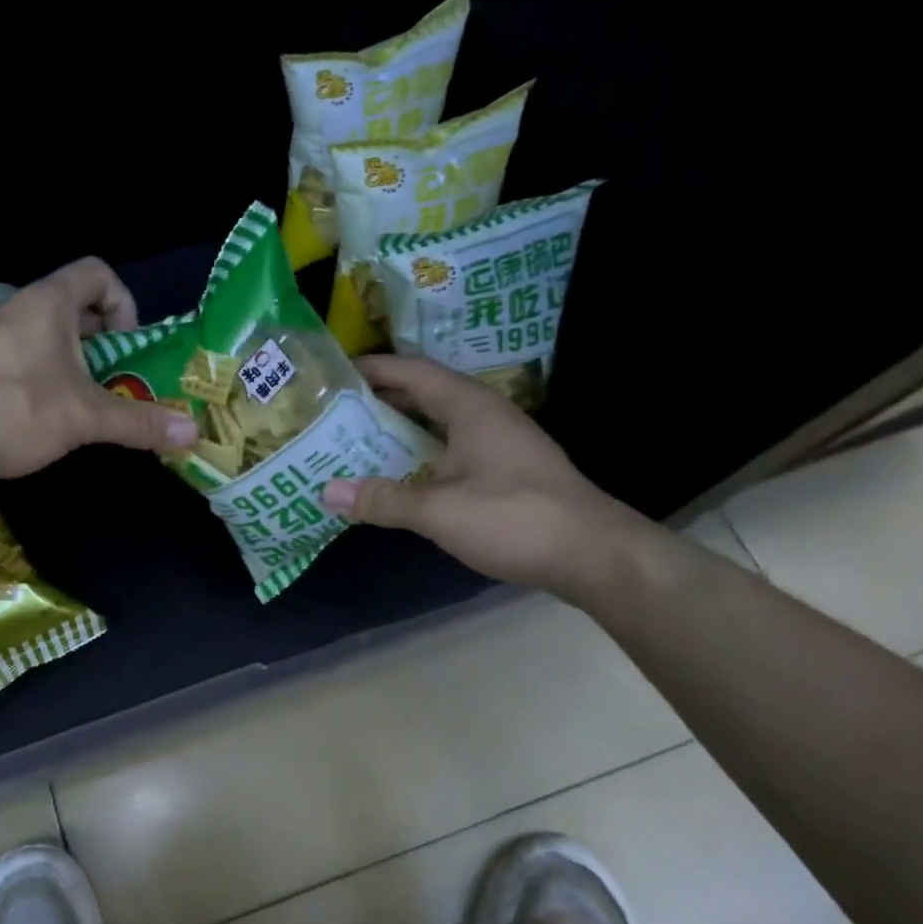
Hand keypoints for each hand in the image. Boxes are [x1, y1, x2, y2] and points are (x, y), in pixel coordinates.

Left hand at [0, 258, 197, 481]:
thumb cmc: (18, 411)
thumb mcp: (87, 418)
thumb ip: (140, 423)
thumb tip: (193, 435)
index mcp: (48, 303)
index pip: (96, 272)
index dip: (122, 303)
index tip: (126, 346)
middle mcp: (16, 308)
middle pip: (72, 305)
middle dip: (101, 339)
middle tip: (113, 378)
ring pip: (43, 333)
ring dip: (71, 360)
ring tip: (81, 400)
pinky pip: (18, 354)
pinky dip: (40, 373)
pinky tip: (42, 413)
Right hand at [319, 356, 649, 595]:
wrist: (595, 555)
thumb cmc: (515, 517)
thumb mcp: (439, 510)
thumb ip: (382, 499)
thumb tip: (326, 492)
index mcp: (469, 406)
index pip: (412, 371)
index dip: (373, 368)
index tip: (333, 374)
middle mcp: (484, 414)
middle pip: (424, 393)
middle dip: (380, 398)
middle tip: (334, 409)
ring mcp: (499, 442)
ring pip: (438, 422)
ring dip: (400, 426)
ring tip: (355, 437)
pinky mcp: (506, 470)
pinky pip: (451, 447)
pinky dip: (420, 451)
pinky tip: (399, 473)